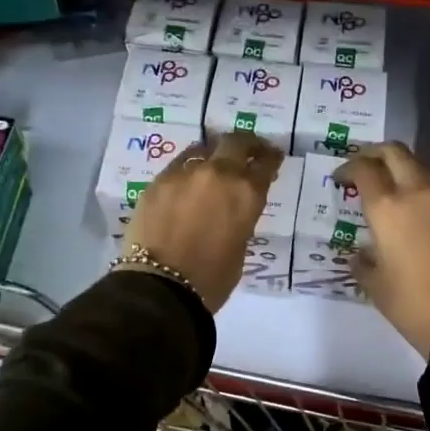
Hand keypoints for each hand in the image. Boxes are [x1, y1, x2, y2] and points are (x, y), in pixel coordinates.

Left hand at [121, 131, 283, 312]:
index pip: (264, 164)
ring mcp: (184, 173)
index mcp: (246, 193)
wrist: (161, 287)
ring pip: (204, 149)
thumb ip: (241, 217)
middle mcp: (217, 173)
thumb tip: (233, 207)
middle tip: (248, 151)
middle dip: (246, 144)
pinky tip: (187, 181)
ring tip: (214, 164)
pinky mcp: (158, 181)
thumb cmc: (211, 278)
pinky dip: (188, 169)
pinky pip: (178, 165)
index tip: (272, 157)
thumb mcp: (240, 246)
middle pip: (236, 142)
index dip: (270, 158)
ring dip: (214, 154)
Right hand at [337, 142, 429, 357]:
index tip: (340, 179)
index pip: (364, 169)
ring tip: (394, 188)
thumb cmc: (413, 305)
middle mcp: (418, 194)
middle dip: (376, 153)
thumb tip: (360, 256)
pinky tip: (421, 218)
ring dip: (405, 169)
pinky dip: (426, 195)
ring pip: (423, 167)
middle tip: (366, 166)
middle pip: (396, 153)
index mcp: (388, 208)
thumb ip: (363, 264)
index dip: (348, 168)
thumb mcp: (376, 287)